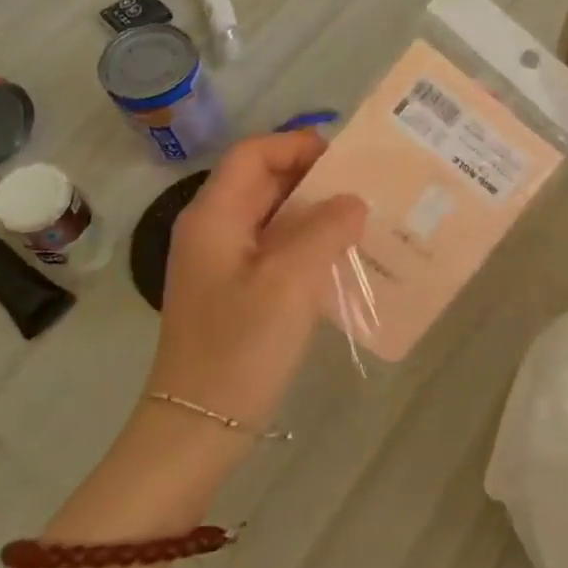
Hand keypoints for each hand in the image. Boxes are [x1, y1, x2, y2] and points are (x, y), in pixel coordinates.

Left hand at [145, 131, 366, 430]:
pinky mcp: (237, 291)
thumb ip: (325, 230)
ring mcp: (223, 263)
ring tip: (364, 220)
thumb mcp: (290, 281)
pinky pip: (277, 250)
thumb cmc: (241, 346)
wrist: (200, 423)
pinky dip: (309, 244)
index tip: (348, 158)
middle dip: (314, 178)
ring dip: (316, 213)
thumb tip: (353, 201)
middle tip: (367, 187)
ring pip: (274, 217)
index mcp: (214, 217)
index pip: (254, 154)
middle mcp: (214, 230)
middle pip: (264, 182)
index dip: (298, 144)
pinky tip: (343, 259)